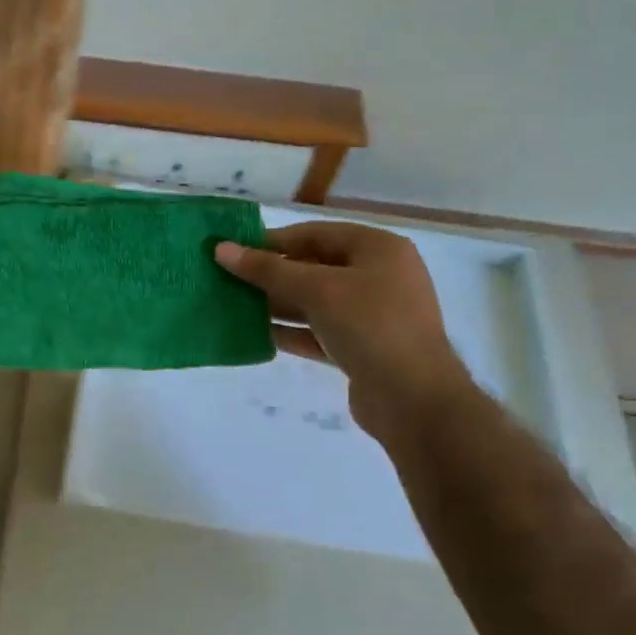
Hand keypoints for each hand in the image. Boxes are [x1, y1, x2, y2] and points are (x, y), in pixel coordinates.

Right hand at [215, 222, 466, 439]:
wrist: (414, 400)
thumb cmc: (370, 326)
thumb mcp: (317, 290)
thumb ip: (268, 270)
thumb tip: (221, 249)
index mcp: (378, 249)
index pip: (316, 234)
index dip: (273, 240)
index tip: (233, 250)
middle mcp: (378, 276)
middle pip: (314, 267)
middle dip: (271, 275)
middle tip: (228, 279)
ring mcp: (371, 315)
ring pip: (315, 302)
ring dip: (277, 304)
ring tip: (234, 306)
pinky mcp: (361, 348)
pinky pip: (319, 332)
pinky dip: (291, 332)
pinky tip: (256, 335)